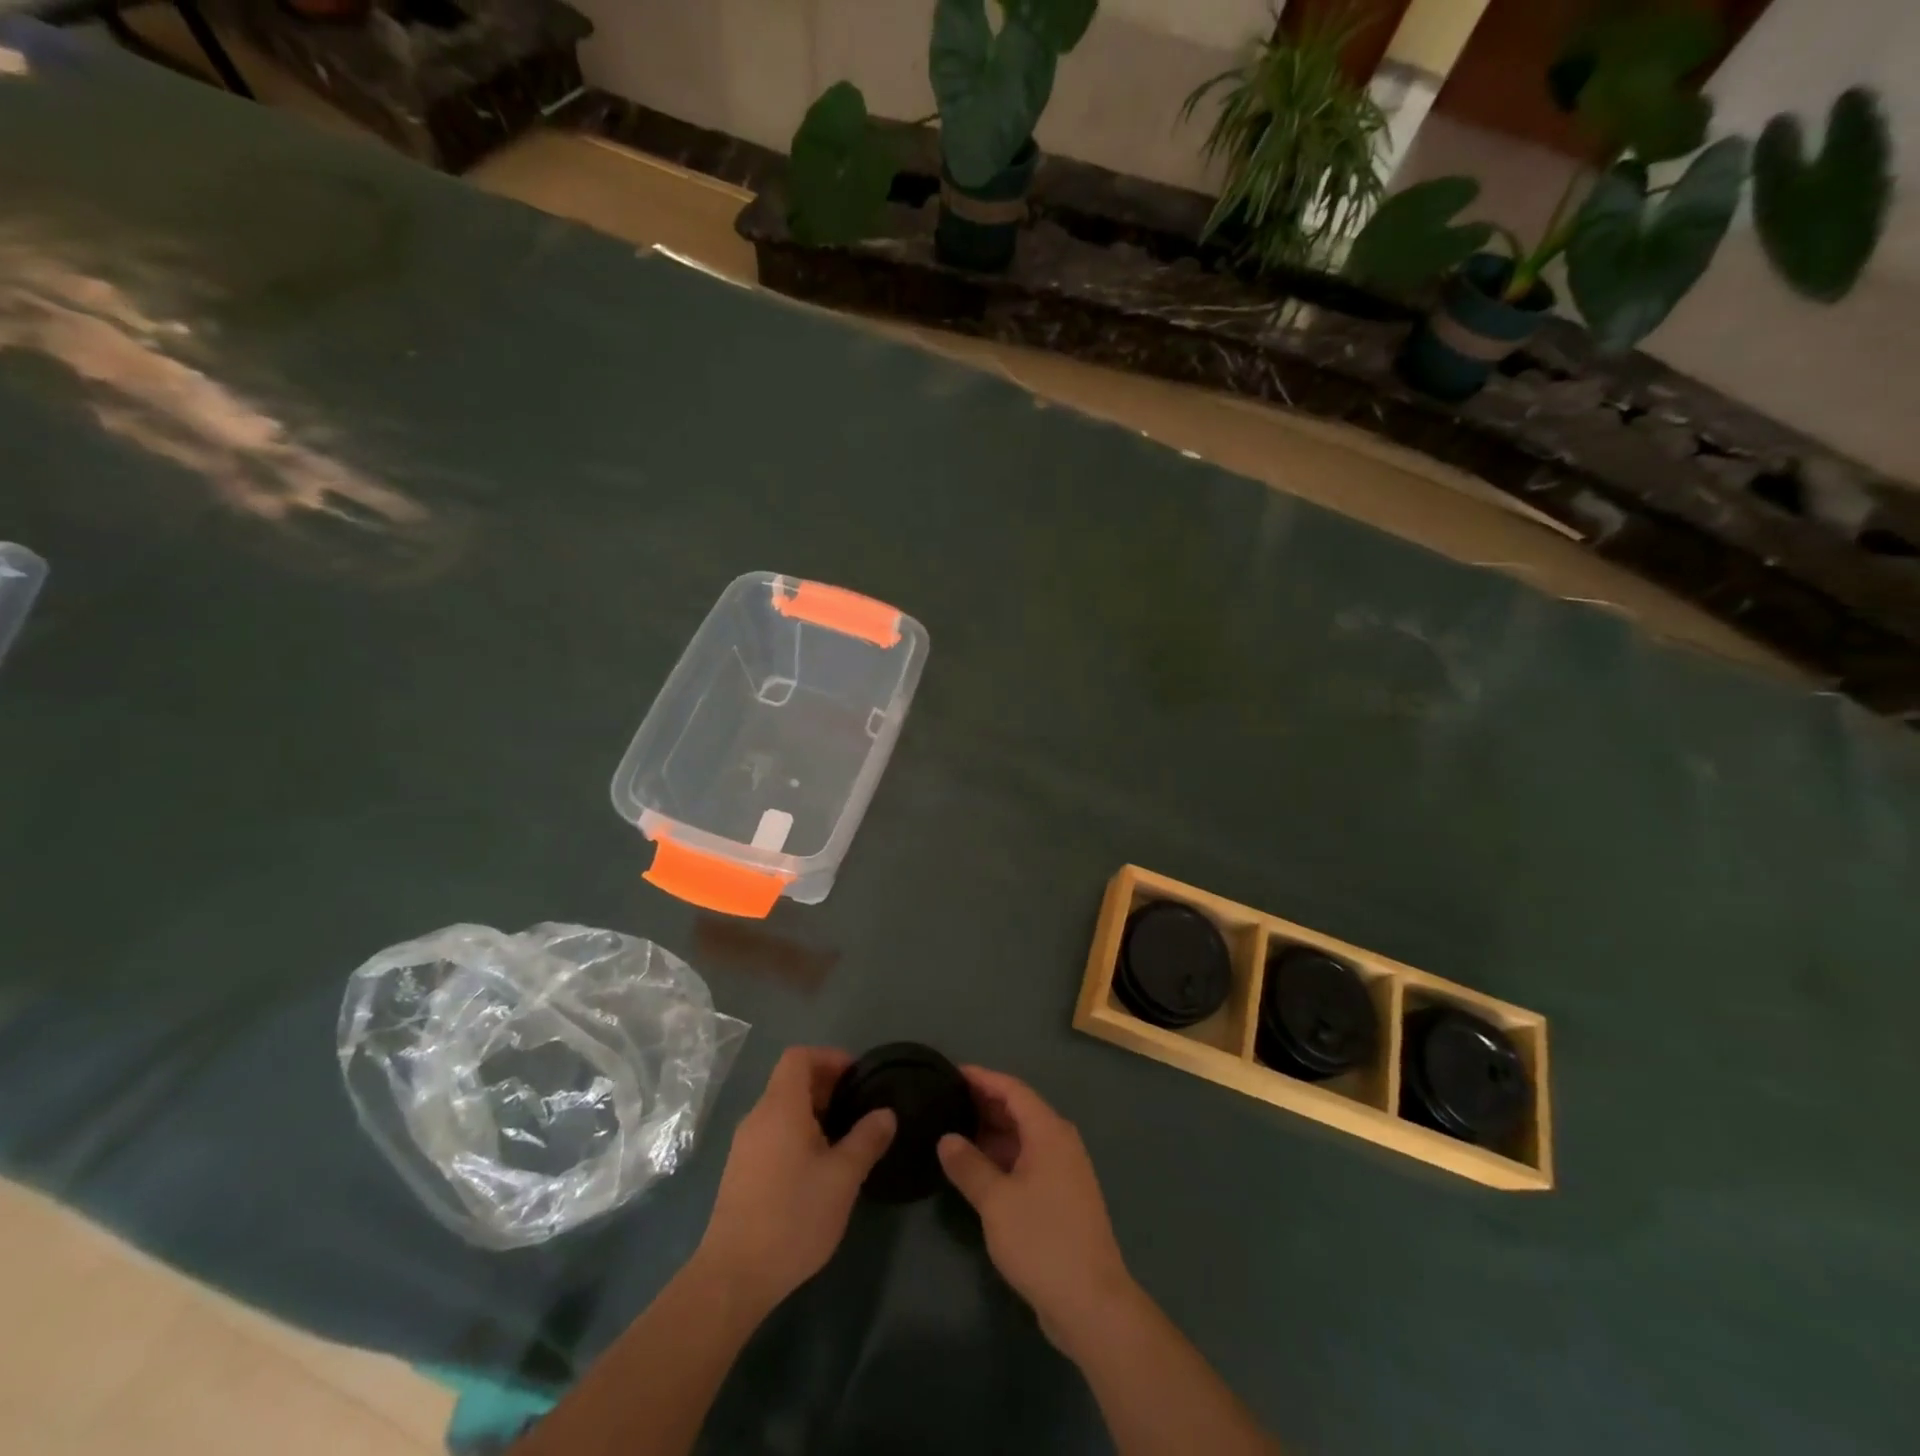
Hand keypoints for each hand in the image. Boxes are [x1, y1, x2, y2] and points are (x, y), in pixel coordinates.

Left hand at [696, 1046, 894, 1314]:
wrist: (733, 1277)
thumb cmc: (793, 1217)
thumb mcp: (842, 1178)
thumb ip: (866, 1139)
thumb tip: (886, 1113)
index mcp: (780, 1107)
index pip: (799, 1057)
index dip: (829, 1057)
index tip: (857, 1078)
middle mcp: (758, 1117)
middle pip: (790, 1081)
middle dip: (826, 1086)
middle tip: (858, 1108)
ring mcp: (744, 1146)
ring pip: (782, 1109)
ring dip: (813, 1112)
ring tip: (843, 1139)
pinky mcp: (740, 1172)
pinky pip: (773, 1133)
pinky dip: (797, 1133)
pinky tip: (817, 1167)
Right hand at [937, 1067, 1139, 1357]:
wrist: (1092, 1303)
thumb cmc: (1042, 1241)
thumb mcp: (996, 1202)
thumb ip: (968, 1165)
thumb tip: (945, 1138)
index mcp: (1049, 1131)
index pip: (1012, 1089)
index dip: (981, 1078)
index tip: (950, 1073)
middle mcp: (1059, 1142)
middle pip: (1019, 1109)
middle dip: (983, 1104)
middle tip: (945, 1102)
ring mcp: (1063, 1170)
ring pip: (1022, 1137)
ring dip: (991, 1133)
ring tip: (952, 1132)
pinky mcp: (1061, 1196)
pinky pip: (1027, 1160)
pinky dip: (1002, 1157)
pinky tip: (976, 1168)